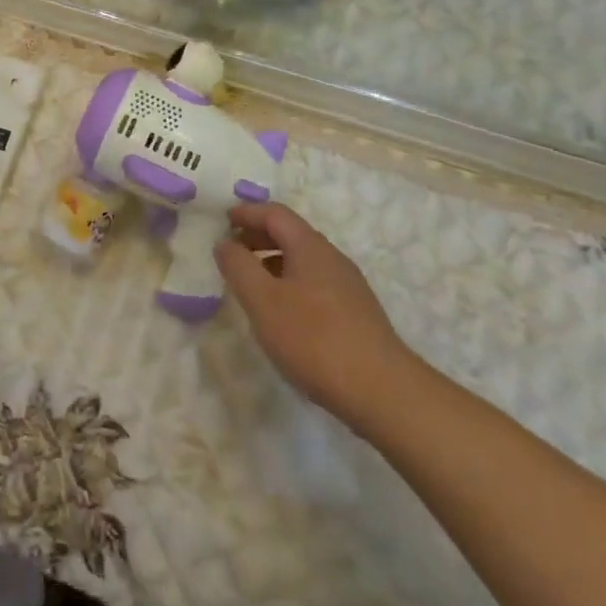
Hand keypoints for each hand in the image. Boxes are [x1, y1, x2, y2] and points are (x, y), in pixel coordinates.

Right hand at [214, 201, 418, 436]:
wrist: (382, 392)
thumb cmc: (314, 339)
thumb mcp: (263, 301)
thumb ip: (239, 266)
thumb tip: (225, 243)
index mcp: (310, 247)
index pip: (275, 213)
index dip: (247, 213)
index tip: (222, 222)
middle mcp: (332, 258)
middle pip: (291, 233)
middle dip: (258, 236)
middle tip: (231, 251)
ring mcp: (348, 286)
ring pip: (303, 260)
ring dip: (273, 261)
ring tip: (251, 283)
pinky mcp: (355, 313)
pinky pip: (314, 283)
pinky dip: (290, 283)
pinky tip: (282, 313)